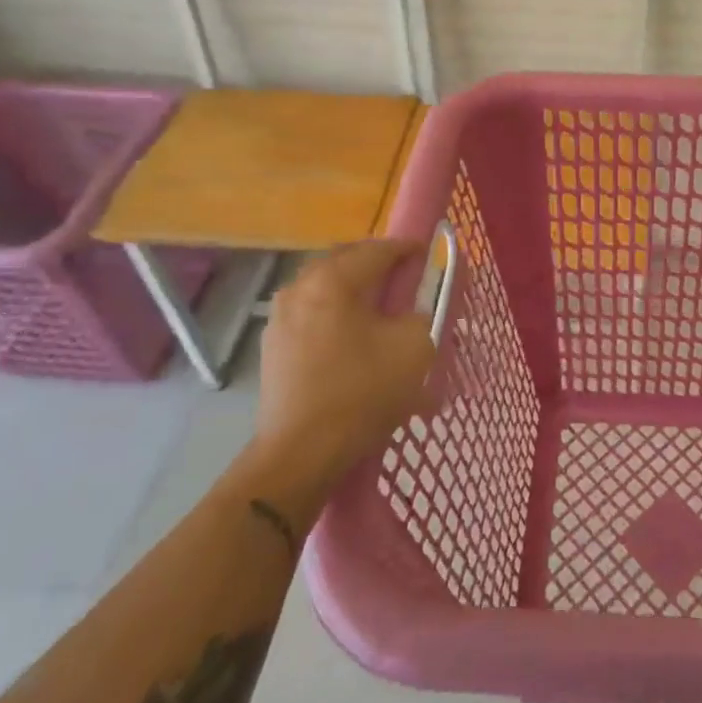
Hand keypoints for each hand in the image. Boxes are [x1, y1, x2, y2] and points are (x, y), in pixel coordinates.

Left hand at [247, 240, 436, 501]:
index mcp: (333, 280)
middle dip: (376, 264)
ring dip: (353, 289)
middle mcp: (300, 288)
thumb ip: (423, 314)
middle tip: (404, 278)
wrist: (301, 453)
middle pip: (345, 261)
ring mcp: (280, 318)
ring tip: (378, 309)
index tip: (428, 254)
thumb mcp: (414, 348)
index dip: (407, 249)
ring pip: (324, 288)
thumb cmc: (362, 392)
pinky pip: (311, 314)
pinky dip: (335, 314)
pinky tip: (352, 338)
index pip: (378, 250)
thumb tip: (415, 309)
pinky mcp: (273, 347)